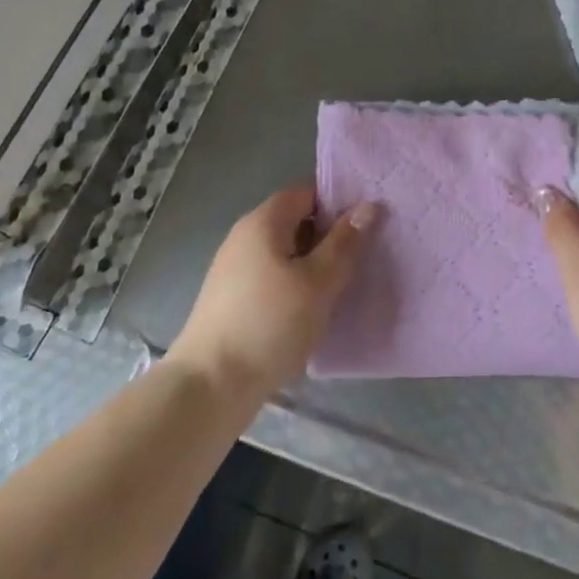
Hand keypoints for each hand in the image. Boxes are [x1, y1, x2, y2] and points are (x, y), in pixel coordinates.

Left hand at [167, 185, 377, 401]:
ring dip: (312, 264)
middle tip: (361, 257)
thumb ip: (344, 242)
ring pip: (285, 252)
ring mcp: (234, 267)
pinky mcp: (231, 297)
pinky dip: (294, 284)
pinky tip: (311, 310)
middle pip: (295, 221)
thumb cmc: (270, 324)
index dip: (338, 202)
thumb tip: (368, 206)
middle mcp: (245, 235)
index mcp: (264, 221)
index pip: (307, 192)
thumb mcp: (318, 282)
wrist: (210, 385)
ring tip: (342, 285)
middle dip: (328, 236)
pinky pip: (272, 276)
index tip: (366, 223)